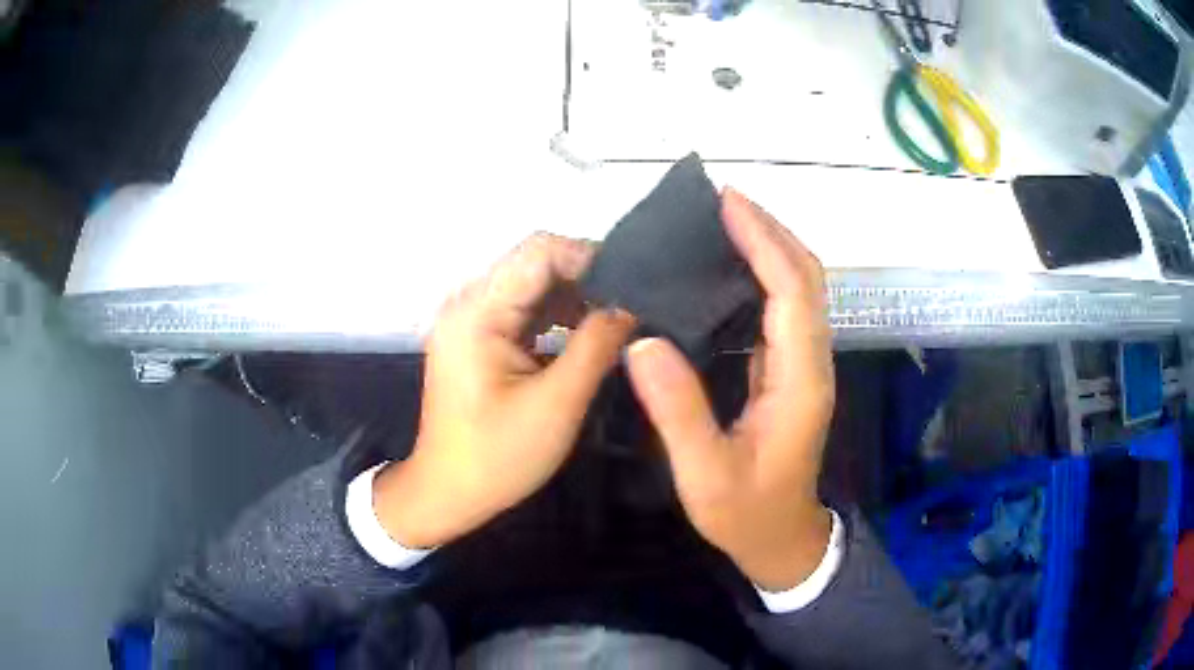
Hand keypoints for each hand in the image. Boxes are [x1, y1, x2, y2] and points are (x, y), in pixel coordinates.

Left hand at [374, 234, 634, 548]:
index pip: (540, 251)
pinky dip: (558, 317)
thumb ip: (597, 345)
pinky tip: (586, 337)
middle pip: (536, 264)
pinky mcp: (477, 336)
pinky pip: (524, 310)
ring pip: (533, 286)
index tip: (633, 286)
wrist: (447, 492)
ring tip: (618, 324)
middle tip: (633, 308)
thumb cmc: (497, 456)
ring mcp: (470, 319)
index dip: (590, 258)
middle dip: (587, 280)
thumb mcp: (557, 403)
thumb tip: (632, 305)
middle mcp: (468, 302)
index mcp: (477, 311)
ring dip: (575, 299)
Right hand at [626, 189, 835, 591]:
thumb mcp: (704, 474)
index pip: (792, 293)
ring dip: (769, 247)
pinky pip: (784, 308)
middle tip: (721, 201)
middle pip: (806, 277)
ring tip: (721, 222)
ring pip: (800, 288)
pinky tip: (725, 269)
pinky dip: (763, 274)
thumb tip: (643, 342)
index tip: (728, 204)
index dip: (764, 243)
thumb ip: (678, 411)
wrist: (782, 537)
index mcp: (799, 382)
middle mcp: (812, 363)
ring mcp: (805, 365)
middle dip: (771, 231)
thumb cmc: (746, 513)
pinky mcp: (791, 371)